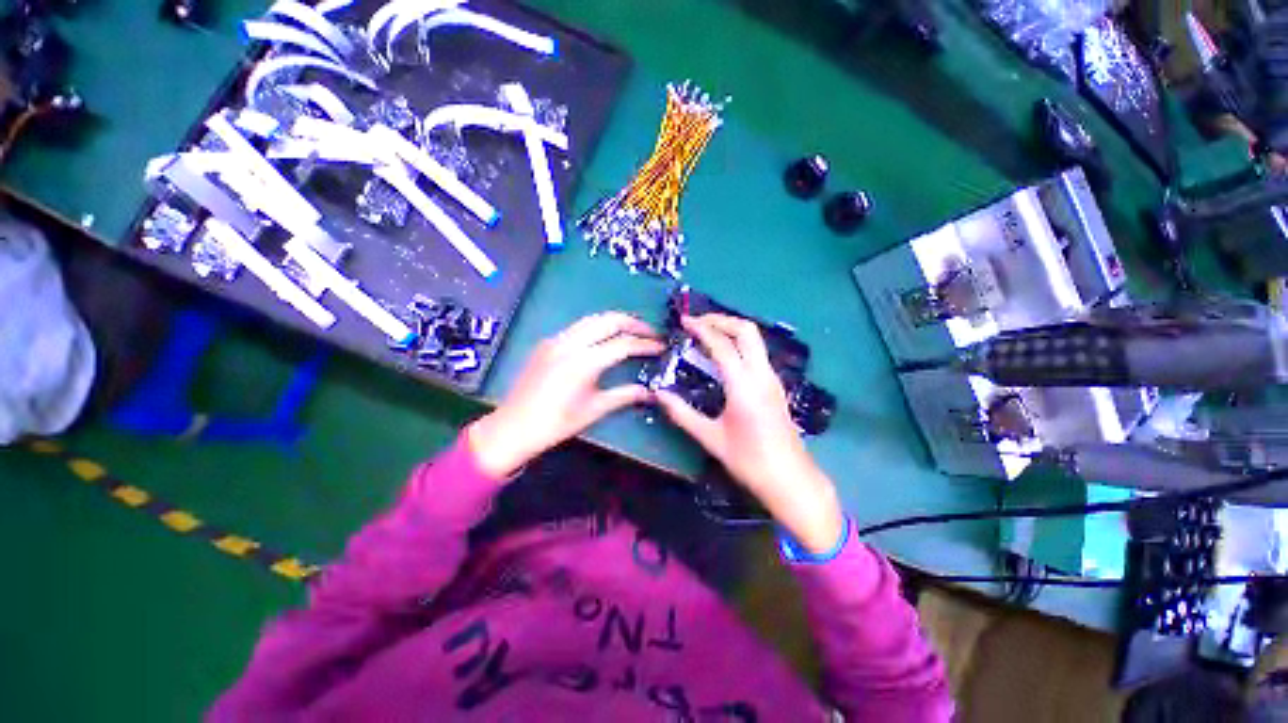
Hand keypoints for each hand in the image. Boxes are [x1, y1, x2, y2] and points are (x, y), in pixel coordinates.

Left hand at [469, 312, 663, 478]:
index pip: (623, 344)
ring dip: (615, 321)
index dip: (645, 344)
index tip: (661, 346)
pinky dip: (597, 327)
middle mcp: (570, 343)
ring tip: (633, 331)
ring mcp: (556, 340)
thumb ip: (625, 395)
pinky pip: (578, 327)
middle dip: (634, 323)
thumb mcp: (594, 410)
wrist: (513, 427)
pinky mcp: (548, 342)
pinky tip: (605, 338)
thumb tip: (650, 392)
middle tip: (651, 332)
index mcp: (584, 362)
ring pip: (593, 319)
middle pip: (609, 320)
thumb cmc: (556, 424)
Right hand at [656, 315, 844, 552]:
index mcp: (744, 385)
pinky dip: (739, 343)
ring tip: (707, 334)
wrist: (790, 479)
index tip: (684, 321)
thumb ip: (682, 413)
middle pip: (746, 330)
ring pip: (755, 339)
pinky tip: (724, 356)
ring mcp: (772, 379)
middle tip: (698, 322)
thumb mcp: (710, 438)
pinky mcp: (775, 386)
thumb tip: (658, 394)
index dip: (701, 328)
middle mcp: (761, 374)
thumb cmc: (749, 460)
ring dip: (731, 329)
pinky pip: (757, 352)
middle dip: (721, 319)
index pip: (721, 344)